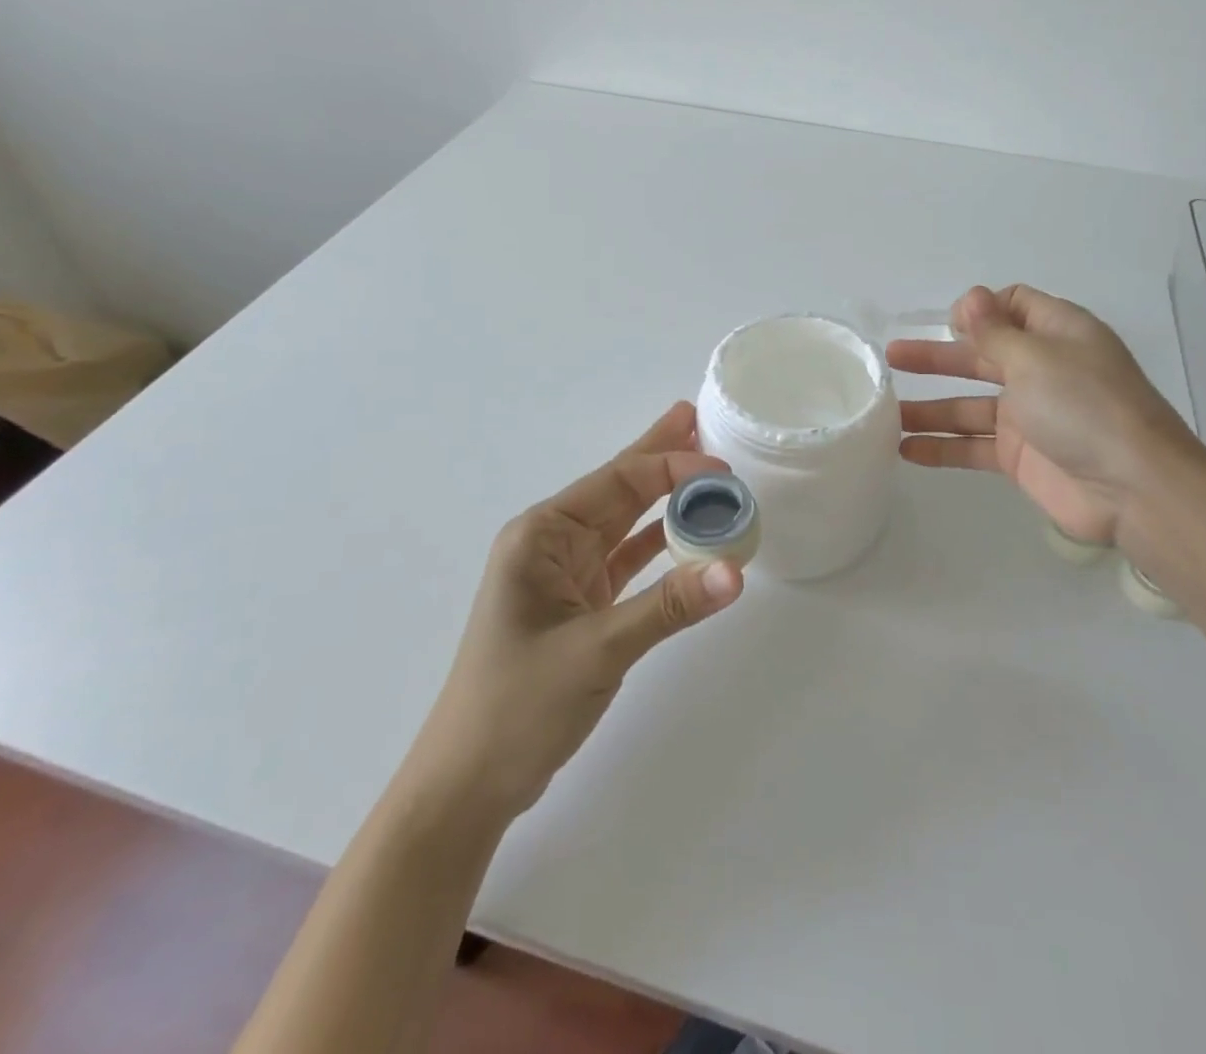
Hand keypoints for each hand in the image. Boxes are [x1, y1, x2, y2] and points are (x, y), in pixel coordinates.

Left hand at [406, 402, 743, 816]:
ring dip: (664, 497)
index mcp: (541, 535)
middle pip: (619, 489)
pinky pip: (630, 561)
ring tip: (703, 464)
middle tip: (700, 420)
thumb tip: (735, 572)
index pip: (617, 483)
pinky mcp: (583, 606)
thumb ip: (667, 607)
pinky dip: (661, 546)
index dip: (671, 468)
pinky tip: (689, 531)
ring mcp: (568, 575)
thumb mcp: (595, 650)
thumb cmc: (517, 706)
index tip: (723, 469)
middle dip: (659, 456)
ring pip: (627, 522)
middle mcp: (553, 544)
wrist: (470, 783)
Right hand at [887, 284, 1195, 545]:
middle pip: (980, 356)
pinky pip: (972, 446)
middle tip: (891, 359)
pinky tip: (905, 450)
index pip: (1014, 306)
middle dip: (936, 356)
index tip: (948, 323)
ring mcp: (1030, 416)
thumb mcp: (1036, 357)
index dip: (980, 309)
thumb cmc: (1084, 406)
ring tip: (884, 412)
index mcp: (1056, 334)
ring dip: (929, 407)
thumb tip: (971, 297)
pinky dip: (942, 447)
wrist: (1133, 487)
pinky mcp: (1020, 456)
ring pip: (969, 405)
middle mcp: (1042, 370)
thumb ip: (995, 331)